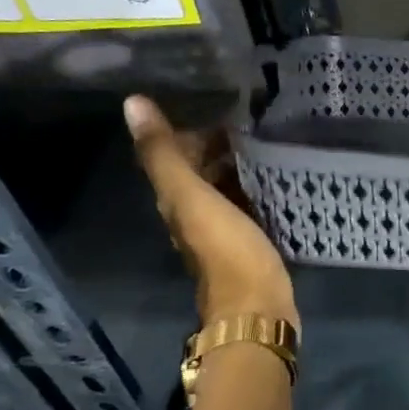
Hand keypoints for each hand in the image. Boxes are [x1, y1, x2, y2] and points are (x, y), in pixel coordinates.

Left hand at [125, 96, 297, 328]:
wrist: (258, 306)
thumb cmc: (227, 250)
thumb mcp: (192, 198)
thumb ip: (163, 154)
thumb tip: (132, 103)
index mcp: (176, 202)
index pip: (176, 156)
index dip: (193, 132)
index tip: (225, 110)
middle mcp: (194, 215)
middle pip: (200, 172)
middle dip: (219, 147)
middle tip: (253, 124)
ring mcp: (223, 231)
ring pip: (225, 188)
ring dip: (238, 167)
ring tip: (268, 144)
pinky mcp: (250, 243)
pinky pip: (248, 206)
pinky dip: (255, 188)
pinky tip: (276, 180)